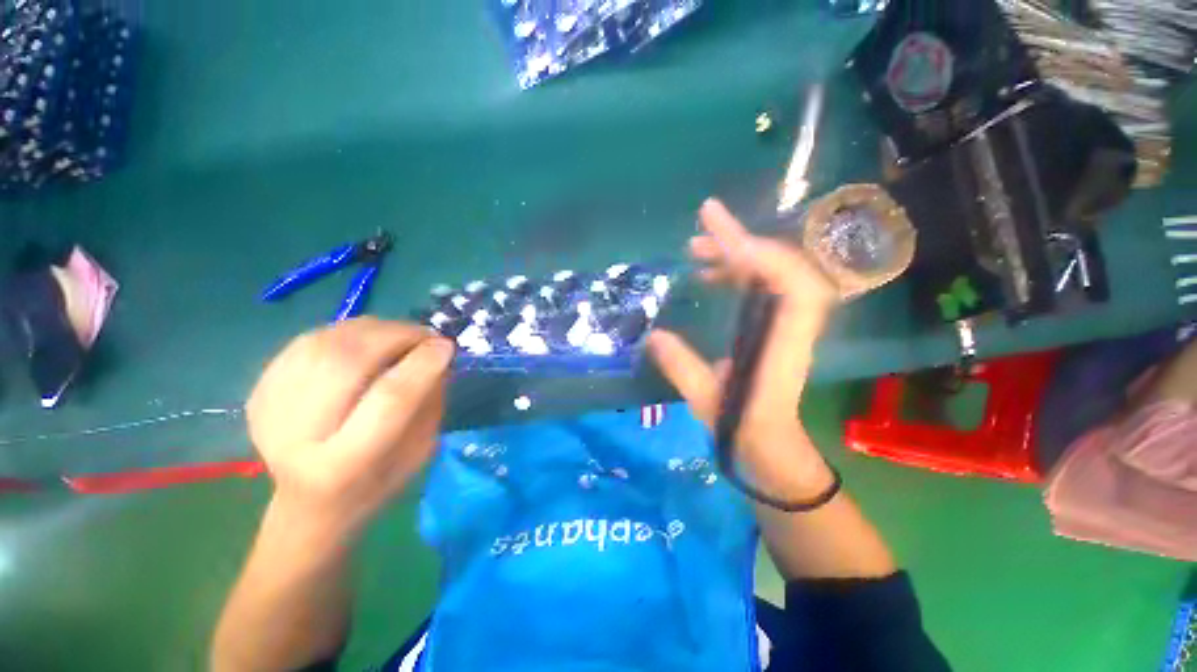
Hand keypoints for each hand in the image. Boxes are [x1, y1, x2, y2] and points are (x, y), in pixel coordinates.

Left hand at [247, 318, 454, 529]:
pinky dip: (346, 333)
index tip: (446, 346)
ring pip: (324, 343)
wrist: (308, 505)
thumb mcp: (420, 451)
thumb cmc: (376, 483)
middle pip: (348, 361)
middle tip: (425, 334)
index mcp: (343, 464)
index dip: (422, 364)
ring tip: (399, 335)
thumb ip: (430, 402)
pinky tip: (365, 342)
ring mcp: (269, 411)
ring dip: (373, 329)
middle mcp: (297, 436)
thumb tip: (436, 353)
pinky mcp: (258, 392)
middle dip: (397, 336)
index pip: (389, 399)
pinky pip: (306, 342)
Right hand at [649, 199, 838, 497]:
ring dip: (735, 255)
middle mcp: (792, 323)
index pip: (790, 284)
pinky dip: (738, 272)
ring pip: (770, 272)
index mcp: (784, 343)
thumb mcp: (707, 400)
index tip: (721, 240)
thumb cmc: (744, 426)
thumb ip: (682, 367)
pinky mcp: (774, 322)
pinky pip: (762, 285)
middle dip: (739, 244)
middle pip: (780, 268)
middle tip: (697, 236)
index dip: (761, 256)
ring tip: (696, 249)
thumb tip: (653, 336)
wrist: (771, 442)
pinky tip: (710, 275)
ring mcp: (785, 320)